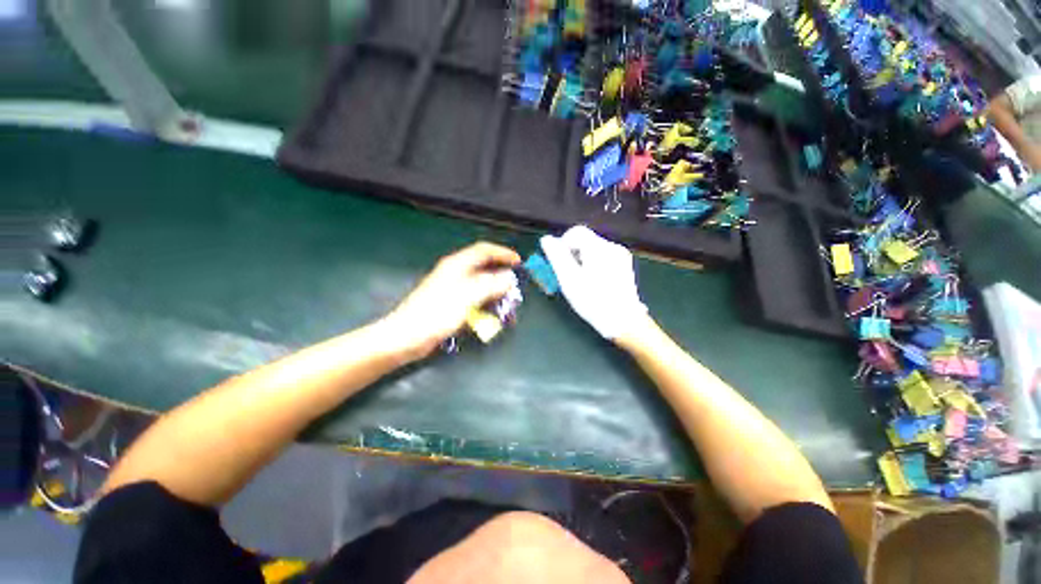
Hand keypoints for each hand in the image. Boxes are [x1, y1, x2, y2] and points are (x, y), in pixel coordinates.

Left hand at [381, 242, 520, 360]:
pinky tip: (491, 314)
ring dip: (495, 292)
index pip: (484, 250)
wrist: (407, 337)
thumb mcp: (467, 296)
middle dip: (501, 275)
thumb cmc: (435, 314)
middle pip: (484, 268)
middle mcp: (455, 273)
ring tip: (507, 302)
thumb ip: (490, 285)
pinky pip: (475, 299)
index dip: (502, 253)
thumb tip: (509, 278)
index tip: (518, 262)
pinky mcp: (451, 304)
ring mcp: (453, 289)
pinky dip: (486, 304)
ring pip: (481, 285)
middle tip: (515, 286)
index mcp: (457, 265)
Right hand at [540, 226, 646, 341]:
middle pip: (585, 240)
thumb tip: (546, 239)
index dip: (563, 244)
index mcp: (598, 247)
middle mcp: (612, 247)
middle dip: (572, 254)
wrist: (623, 321)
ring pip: (594, 250)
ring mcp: (621, 256)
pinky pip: (604, 258)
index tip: (559, 263)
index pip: (576, 232)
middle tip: (568, 275)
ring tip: (581, 281)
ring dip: (582, 260)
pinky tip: (594, 283)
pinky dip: (594, 265)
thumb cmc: (593, 301)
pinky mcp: (625, 266)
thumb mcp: (569, 279)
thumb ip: (556, 256)